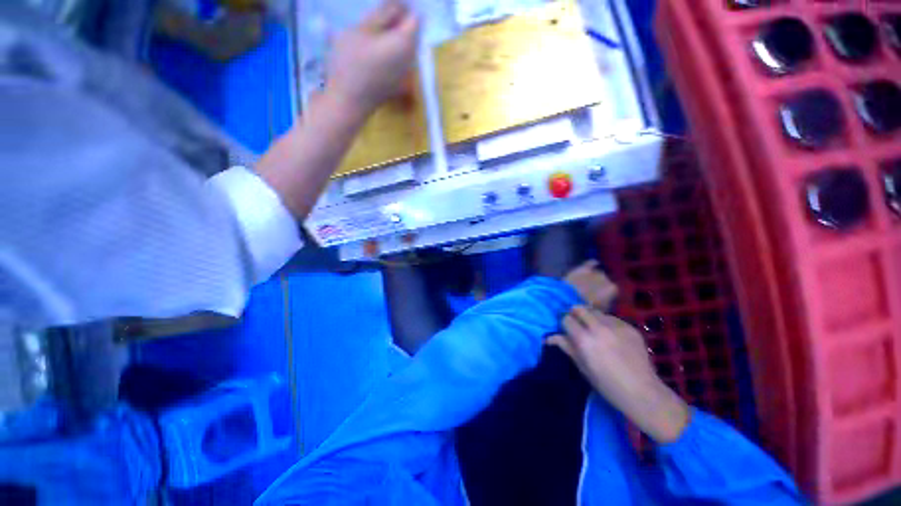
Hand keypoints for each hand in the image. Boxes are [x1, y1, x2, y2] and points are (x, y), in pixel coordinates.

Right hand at [326, 1, 419, 116]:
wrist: (347, 103)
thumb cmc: (351, 64)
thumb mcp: (362, 30)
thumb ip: (384, 14)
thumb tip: (401, 4)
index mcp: (406, 44)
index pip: (415, 17)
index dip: (403, 7)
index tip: (385, 4)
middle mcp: (411, 61)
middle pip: (412, 33)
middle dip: (398, 20)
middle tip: (375, 16)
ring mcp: (404, 75)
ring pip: (405, 48)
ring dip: (393, 36)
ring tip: (371, 32)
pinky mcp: (396, 84)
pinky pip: (398, 61)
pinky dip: (390, 50)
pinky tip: (373, 50)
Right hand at [549, 307, 689, 443]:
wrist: (643, 392)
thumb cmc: (607, 384)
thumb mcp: (582, 366)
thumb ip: (566, 347)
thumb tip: (548, 337)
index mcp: (584, 339)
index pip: (566, 318)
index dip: (564, 323)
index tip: (566, 329)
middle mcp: (598, 328)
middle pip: (580, 308)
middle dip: (575, 314)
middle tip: (578, 324)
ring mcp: (616, 326)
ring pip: (596, 311)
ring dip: (591, 317)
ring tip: (595, 330)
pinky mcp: (630, 327)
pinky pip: (612, 318)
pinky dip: (607, 323)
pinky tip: (611, 336)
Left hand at [563, 261, 618, 310]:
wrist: (568, 297)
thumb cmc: (586, 306)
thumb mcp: (600, 309)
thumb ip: (606, 304)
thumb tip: (606, 302)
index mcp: (612, 289)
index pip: (612, 290)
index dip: (606, 294)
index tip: (600, 298)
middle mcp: (606, 278)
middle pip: (604, 281)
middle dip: (598, 285)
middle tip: (590, 291)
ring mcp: (594, 271)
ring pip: (597, 273)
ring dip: (593, 277)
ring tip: (586, 283)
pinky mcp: (583, 268)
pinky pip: (590, 263)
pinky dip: (592, 263)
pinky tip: (594, 263)